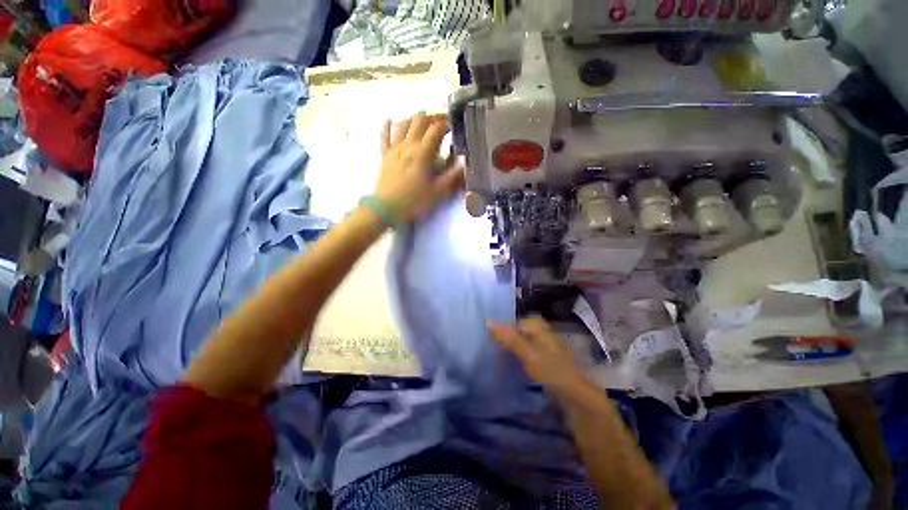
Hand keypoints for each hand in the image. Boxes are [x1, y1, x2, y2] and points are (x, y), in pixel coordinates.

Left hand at [374, 112, 464, 223]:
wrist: (386, 208)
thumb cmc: (414, 201)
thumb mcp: (437, 192)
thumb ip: (451, 176)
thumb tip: (463, 163)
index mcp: (423, 153)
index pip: (436, 130)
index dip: (446, 124)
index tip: (453, 126)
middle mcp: (408, 145)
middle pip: (420, 121)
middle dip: (432, 117)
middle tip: (440, 122)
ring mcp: (394, 148)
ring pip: (403, 124)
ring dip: (414, 118)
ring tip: (422, 119)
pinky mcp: (384, 154)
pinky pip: (384, 135)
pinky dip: (387, 126)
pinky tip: (390, 120)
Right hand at [487, 317, 584, 392]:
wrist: (574, 394)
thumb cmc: (551, 371)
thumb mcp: (527, 354)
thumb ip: (509, 339)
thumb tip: (487, 322)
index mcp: (536, 326)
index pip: (510, 322)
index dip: (498, 330)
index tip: (486, 340)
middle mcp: (538, 331)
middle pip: (515, 331)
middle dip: (502, 338)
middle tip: (488, 348)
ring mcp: (540, 344)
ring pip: (518, 341)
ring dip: (508, 347)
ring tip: (494, 356)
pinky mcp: (541, 356)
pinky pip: (523, 350)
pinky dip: (515, 355)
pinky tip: (509, 363)